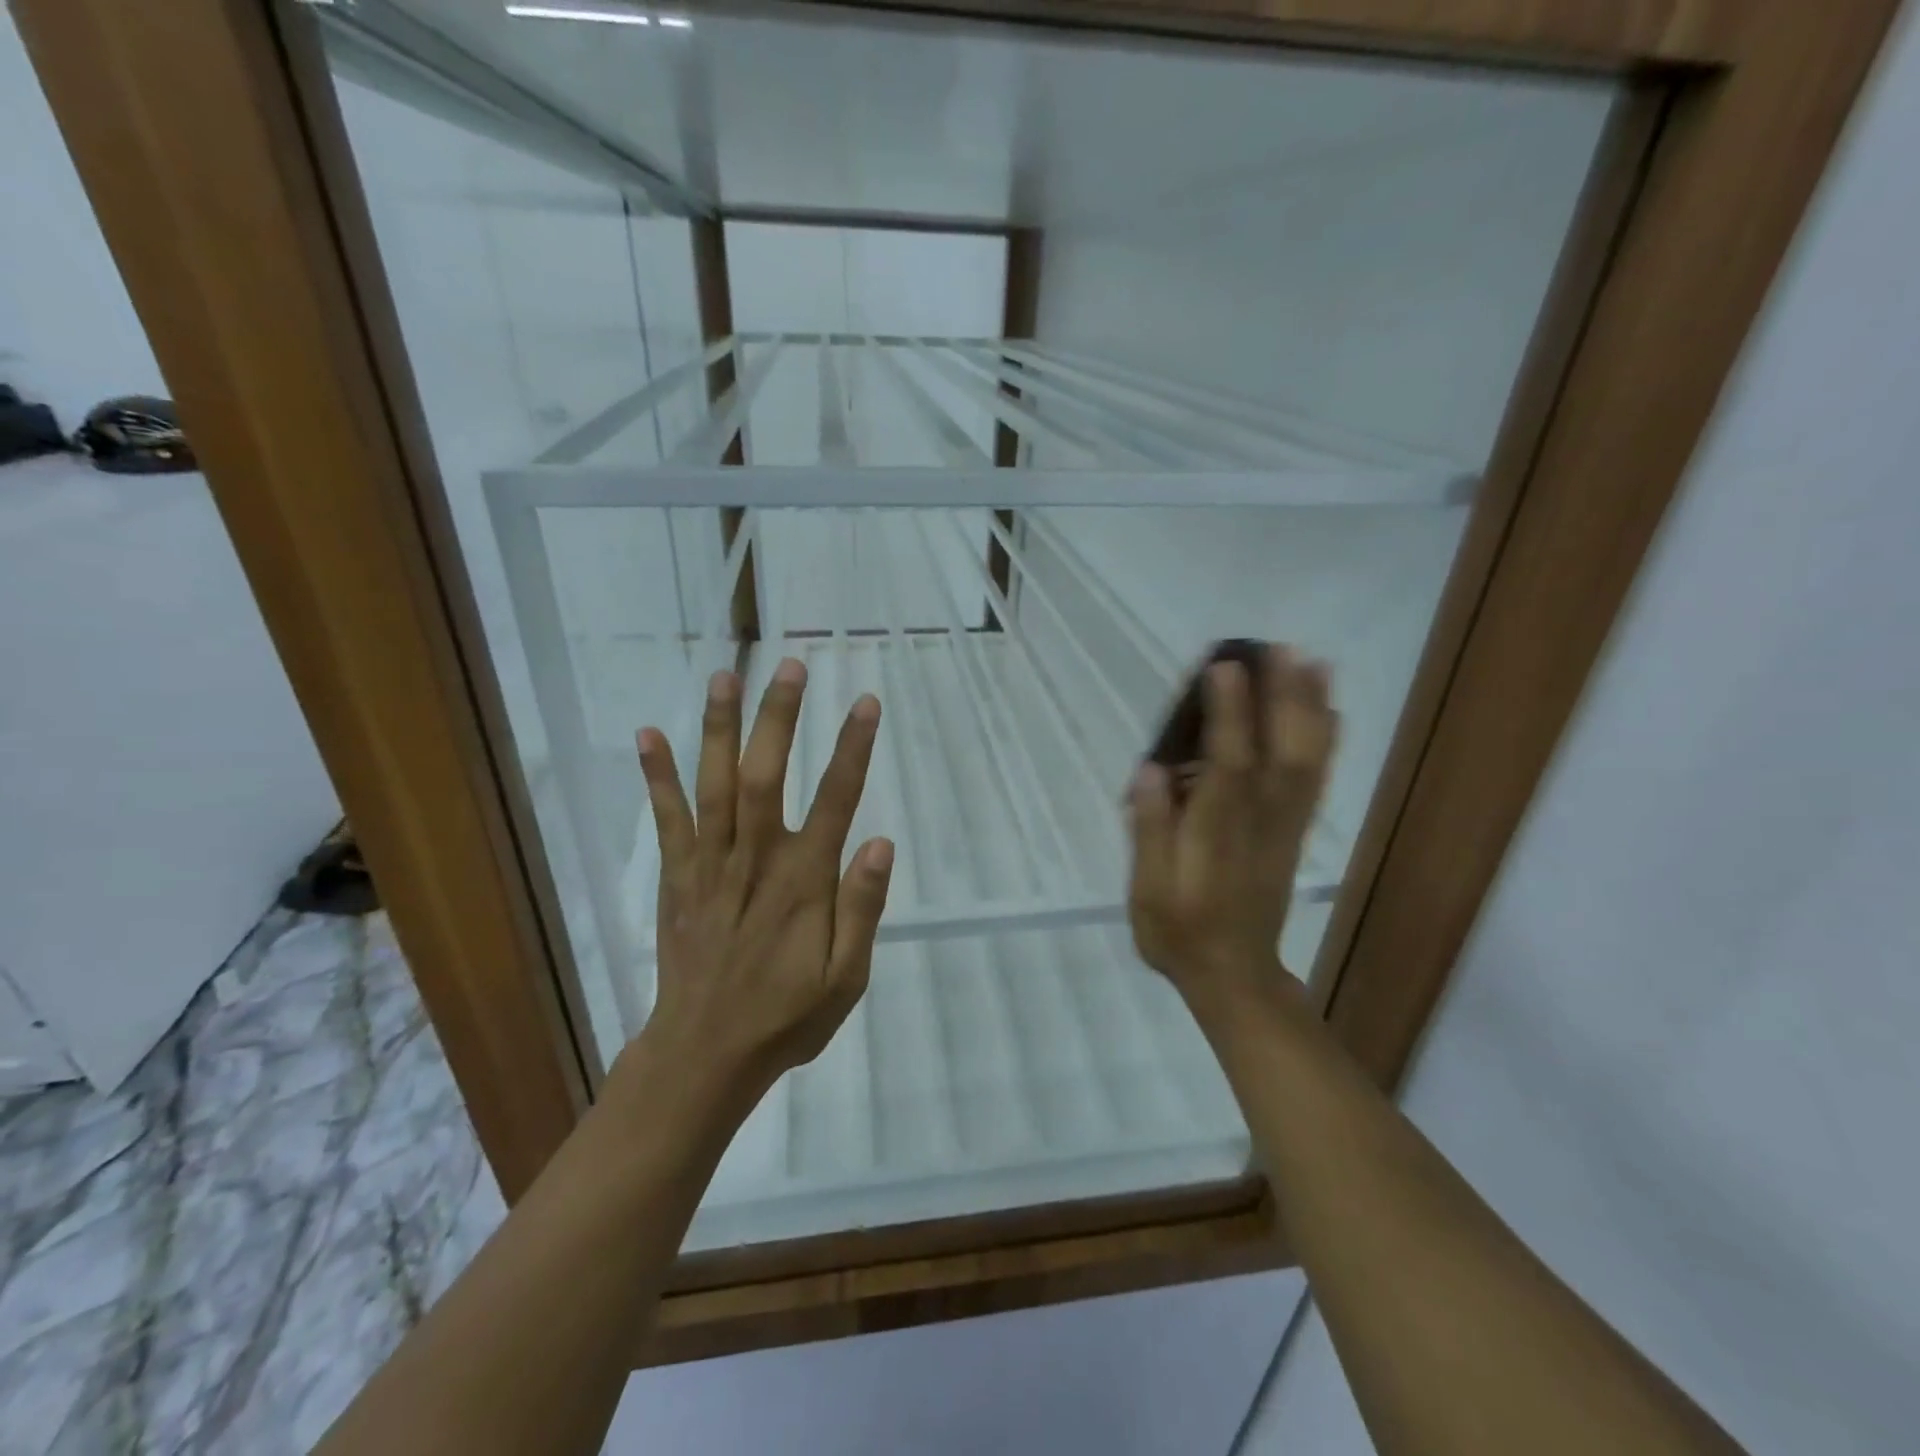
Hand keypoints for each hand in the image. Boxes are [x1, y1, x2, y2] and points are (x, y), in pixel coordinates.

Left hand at [630, 658, 892, 1102]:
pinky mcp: (678, 877)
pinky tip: (650, 734)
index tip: (865, 703)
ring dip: (719, 728)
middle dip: (778, 718)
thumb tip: (881, 843)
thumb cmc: (785, 1016)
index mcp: (802, 883)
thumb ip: (862, 909)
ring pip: (713, 786)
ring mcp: (709, 865)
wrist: (704, 1054)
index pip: (834, 802)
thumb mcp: (845, 978)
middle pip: (764, 776)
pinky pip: (667, 820)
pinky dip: (658, 776)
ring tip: (727, 674)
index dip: (852, 750)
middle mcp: (754, 861)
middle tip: (791, 665)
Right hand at [1127, 645, 1336, 1024]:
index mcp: (1216, 831)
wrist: (1234, 975)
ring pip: (1304, 760)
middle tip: (1279, 647)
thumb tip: (1149, 772)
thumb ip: (1151, 831)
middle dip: (1280, 696)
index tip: (1224, 666)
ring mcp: (1283, 825)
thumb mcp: (1148, 891)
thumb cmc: (1179, 932)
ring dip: (1310, 709)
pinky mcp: (1293, 833)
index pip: (1226, 761)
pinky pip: (1315, 781)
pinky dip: (1325, 742)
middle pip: (1277, 749)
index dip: (1228, 713)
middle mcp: (1258, 820)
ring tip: (1313, 662)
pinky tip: (1330, 713)